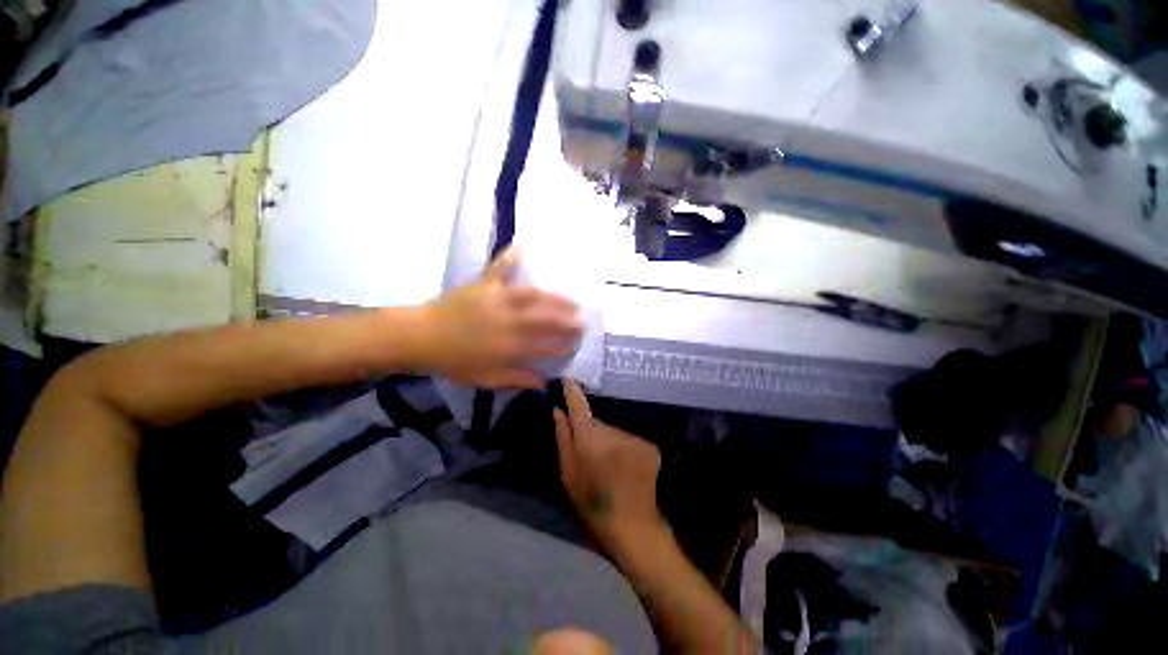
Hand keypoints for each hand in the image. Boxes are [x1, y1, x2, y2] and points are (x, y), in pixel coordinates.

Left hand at [420, 247, 581, 388]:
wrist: (421, 338)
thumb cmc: (454, 361)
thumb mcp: (486, 378)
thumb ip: (517, 379)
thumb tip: (543, 382)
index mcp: (509, 346)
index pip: (545, 346)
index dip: (563, 344)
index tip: (577, 343)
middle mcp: (509, 322)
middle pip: (545, 320)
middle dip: (568, 320)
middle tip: (584, 320)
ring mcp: (498, 300)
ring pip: (533, 296)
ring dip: (555, 298)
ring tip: (571, 300)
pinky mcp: (484, 285)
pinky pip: (498, 269)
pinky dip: (509, 257)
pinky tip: (521, 246)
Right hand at [554, 381, 663, 546]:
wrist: (633, 526)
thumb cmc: (592, 503)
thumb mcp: (568, 474)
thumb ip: (563, 438)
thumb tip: (558, 411)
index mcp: (589, 440)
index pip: (579, 407)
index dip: (574, 392)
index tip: (569, 379)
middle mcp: (613, 432)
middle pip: (598, 422)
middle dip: (593, 431)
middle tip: (591, 454)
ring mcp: (634, 438)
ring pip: (615, 430)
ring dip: (610, 441)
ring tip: (610, 464)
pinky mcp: (650, 446)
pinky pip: (630, 438)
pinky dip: (625, 447)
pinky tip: (626, 467)